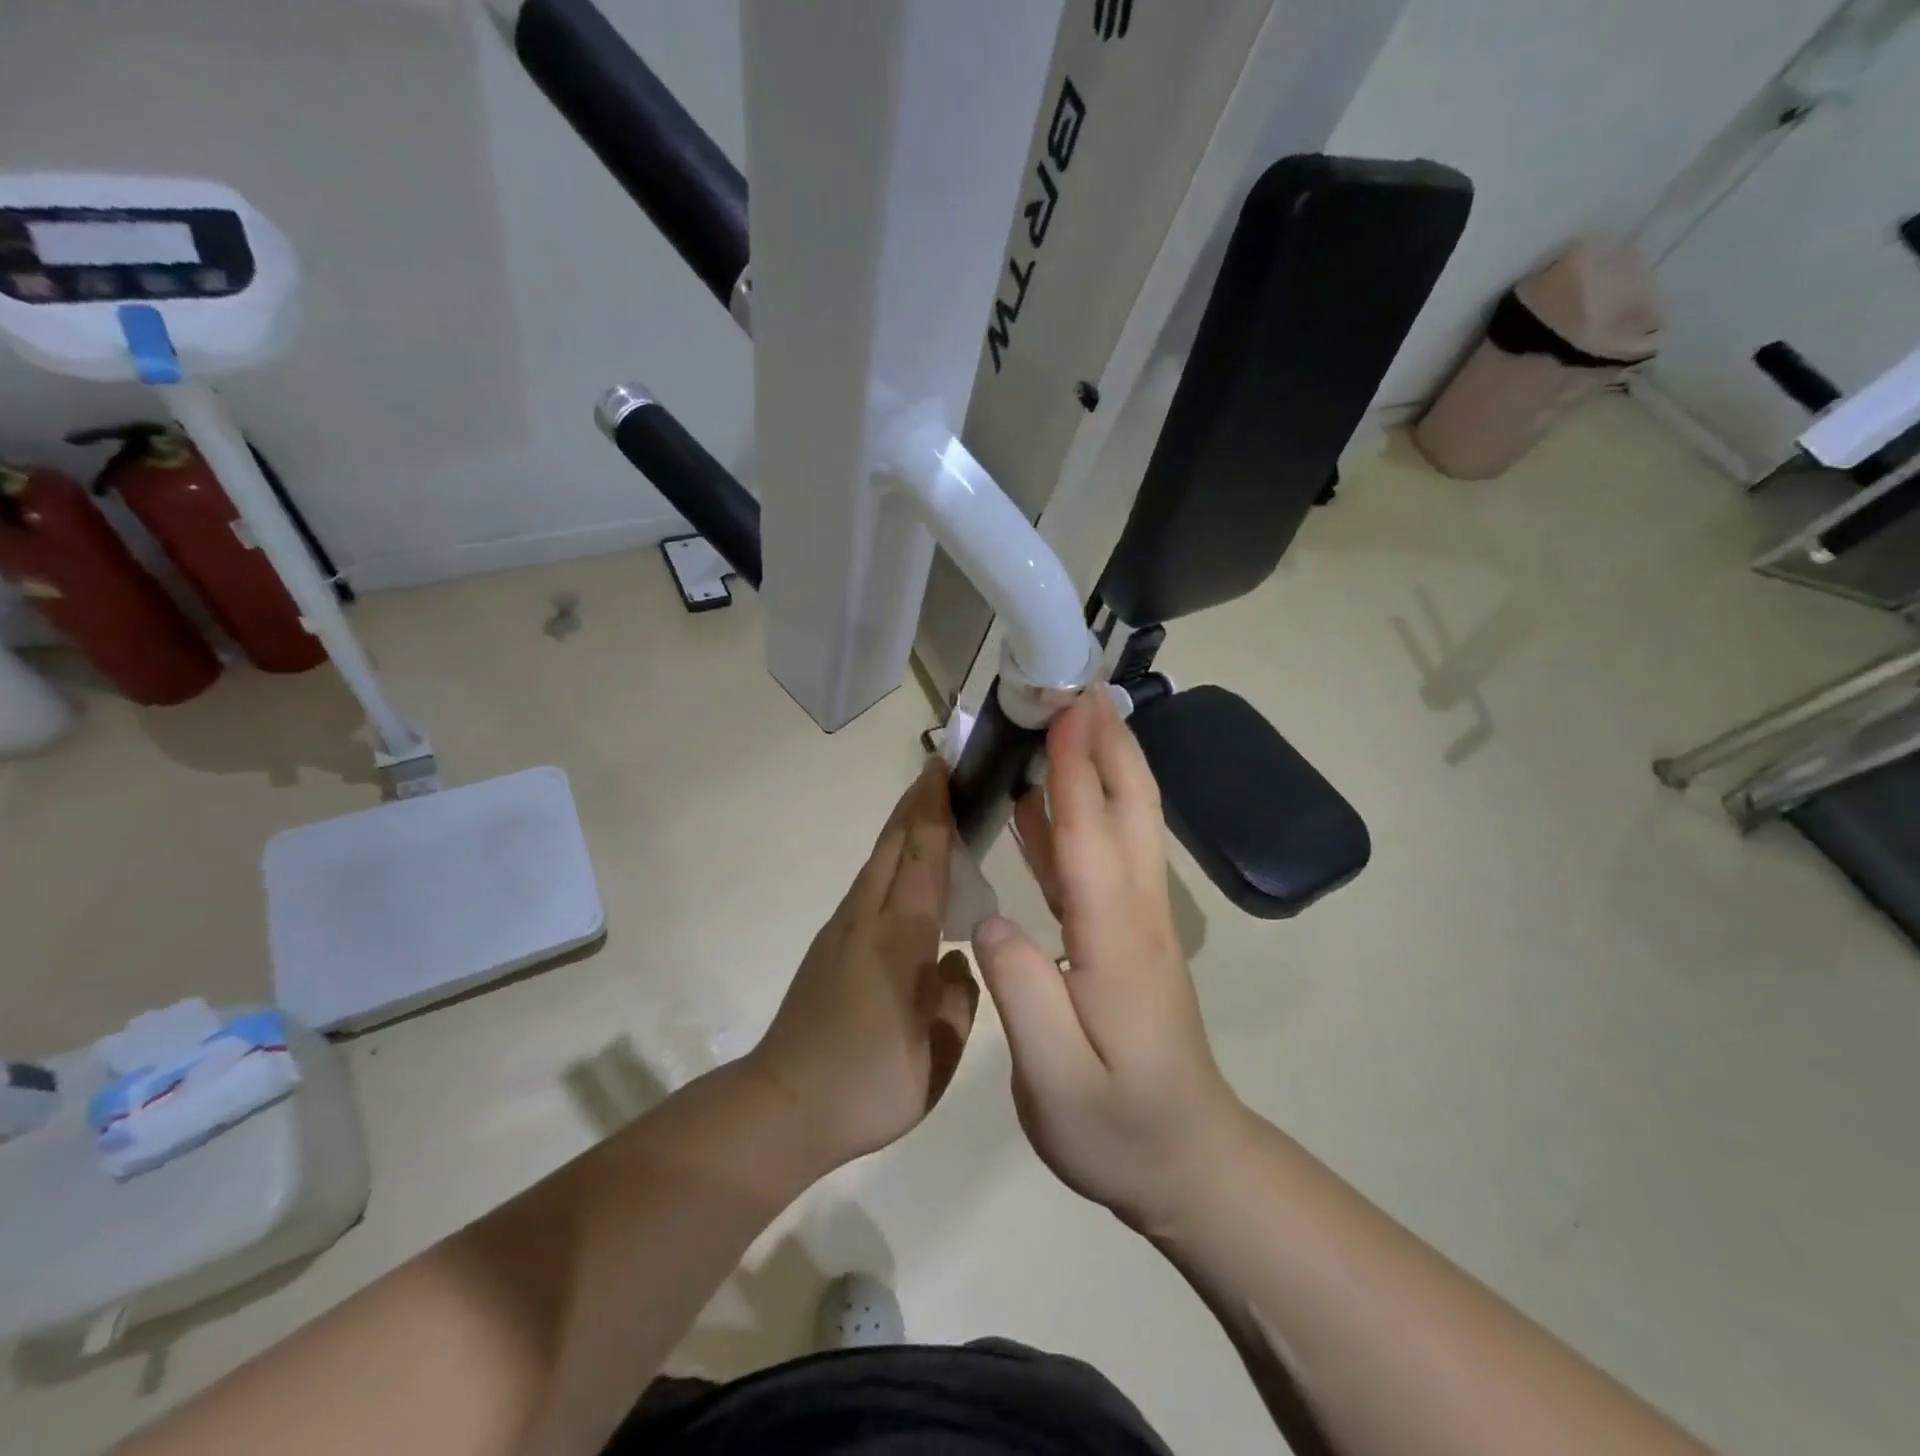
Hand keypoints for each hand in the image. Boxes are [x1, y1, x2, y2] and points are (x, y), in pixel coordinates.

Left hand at [748, 763, 979, 1172]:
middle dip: (915, 804)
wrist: (784, 1106)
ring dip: (901, 829)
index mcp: (898, 938)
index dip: (934, 810)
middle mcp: (866, 920)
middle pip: (891, 846)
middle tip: (939, 770)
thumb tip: (956, 962)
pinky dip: (889, 862)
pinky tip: (905, 877)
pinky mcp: (829, 947)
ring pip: (875, 864)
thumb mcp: (937, 1054)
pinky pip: (867, 887)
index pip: (921, 858)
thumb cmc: (868, 1083)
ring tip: (928, 811)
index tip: (944, 769)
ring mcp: (841, 931)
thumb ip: (957, 999)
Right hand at [972, 690, 1245, 1232]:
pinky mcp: (1127, 934)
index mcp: (1116, 939)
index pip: (1091, 834)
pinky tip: (1038, 804)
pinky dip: (1074, 816)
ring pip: (1122, 824)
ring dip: (1098, 766)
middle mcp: (1135, 913)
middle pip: (1127, 809)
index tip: (1065, 706)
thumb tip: (988, 917)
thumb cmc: (1119, 1128)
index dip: (1075, 767)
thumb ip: (1023, 993)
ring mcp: (1137, 921)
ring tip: (1062, 722)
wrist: (1189, 1164)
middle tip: (1077, 686)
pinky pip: (1101, 857)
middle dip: (1106, 741)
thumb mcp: (1057, 1081)